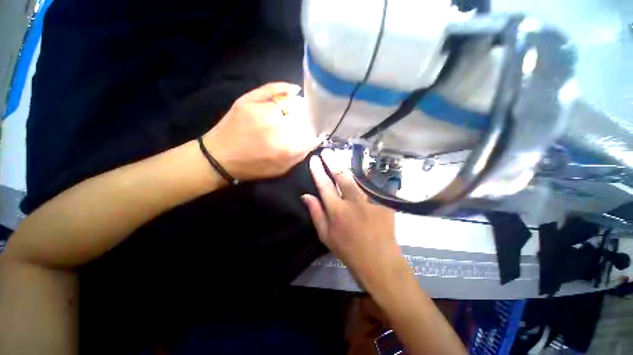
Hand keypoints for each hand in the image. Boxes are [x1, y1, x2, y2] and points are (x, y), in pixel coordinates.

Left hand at [203, 82, 320, 180]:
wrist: (218, 158)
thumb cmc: (251, 167)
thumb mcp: (280, 169)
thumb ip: (299, 155)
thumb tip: (313, 139)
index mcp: (283, 148)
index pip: (310, 136)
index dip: (315, 134)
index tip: (316, 134)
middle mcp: (275, 127)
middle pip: (301, 118)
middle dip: (307, 121)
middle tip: (306, 123)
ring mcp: (260, 110)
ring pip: (289, 104)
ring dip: (297, 108)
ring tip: (299, 111)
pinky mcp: (248, 100)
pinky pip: (272, 89)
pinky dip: (285, 88)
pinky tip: (294, 91)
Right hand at [301, 150, 403, 289]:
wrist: (379, 260)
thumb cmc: (348, 249)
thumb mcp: (326, 236)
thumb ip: (316, 213)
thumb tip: (306, 196)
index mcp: (337, 211)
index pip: (324, 185)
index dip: (318, 171)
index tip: (314, 160)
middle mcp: (353, 202)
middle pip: (341, 176)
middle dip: (332, 162)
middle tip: (327, 152)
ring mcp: (370, 201)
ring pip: (357, 178)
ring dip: (347, 166)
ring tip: (340, 157)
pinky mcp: (384, 202)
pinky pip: (372, 185)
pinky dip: (365, 177)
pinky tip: (361, 170)